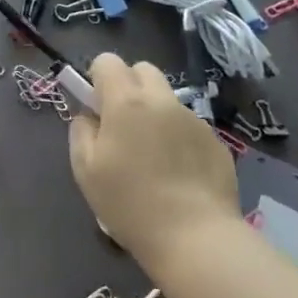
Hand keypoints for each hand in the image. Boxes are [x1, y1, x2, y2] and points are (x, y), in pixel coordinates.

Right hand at [68, 54, 238, 264]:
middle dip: (129, 86)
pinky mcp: (216, 142)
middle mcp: (162, 101)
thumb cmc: (129, 203)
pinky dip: (178, 137)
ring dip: (155, 113)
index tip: (96, 107)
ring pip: (167, 99)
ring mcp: (194, 120)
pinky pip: (188, 126)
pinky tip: (177, 173)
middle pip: (143, 70)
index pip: (108, 61)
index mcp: (127, 102)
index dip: (98, 78)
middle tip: (122, 124)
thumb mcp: (85, 170)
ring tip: (152, 156)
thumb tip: (89, 116)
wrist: (195, 237)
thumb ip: (81, 131)